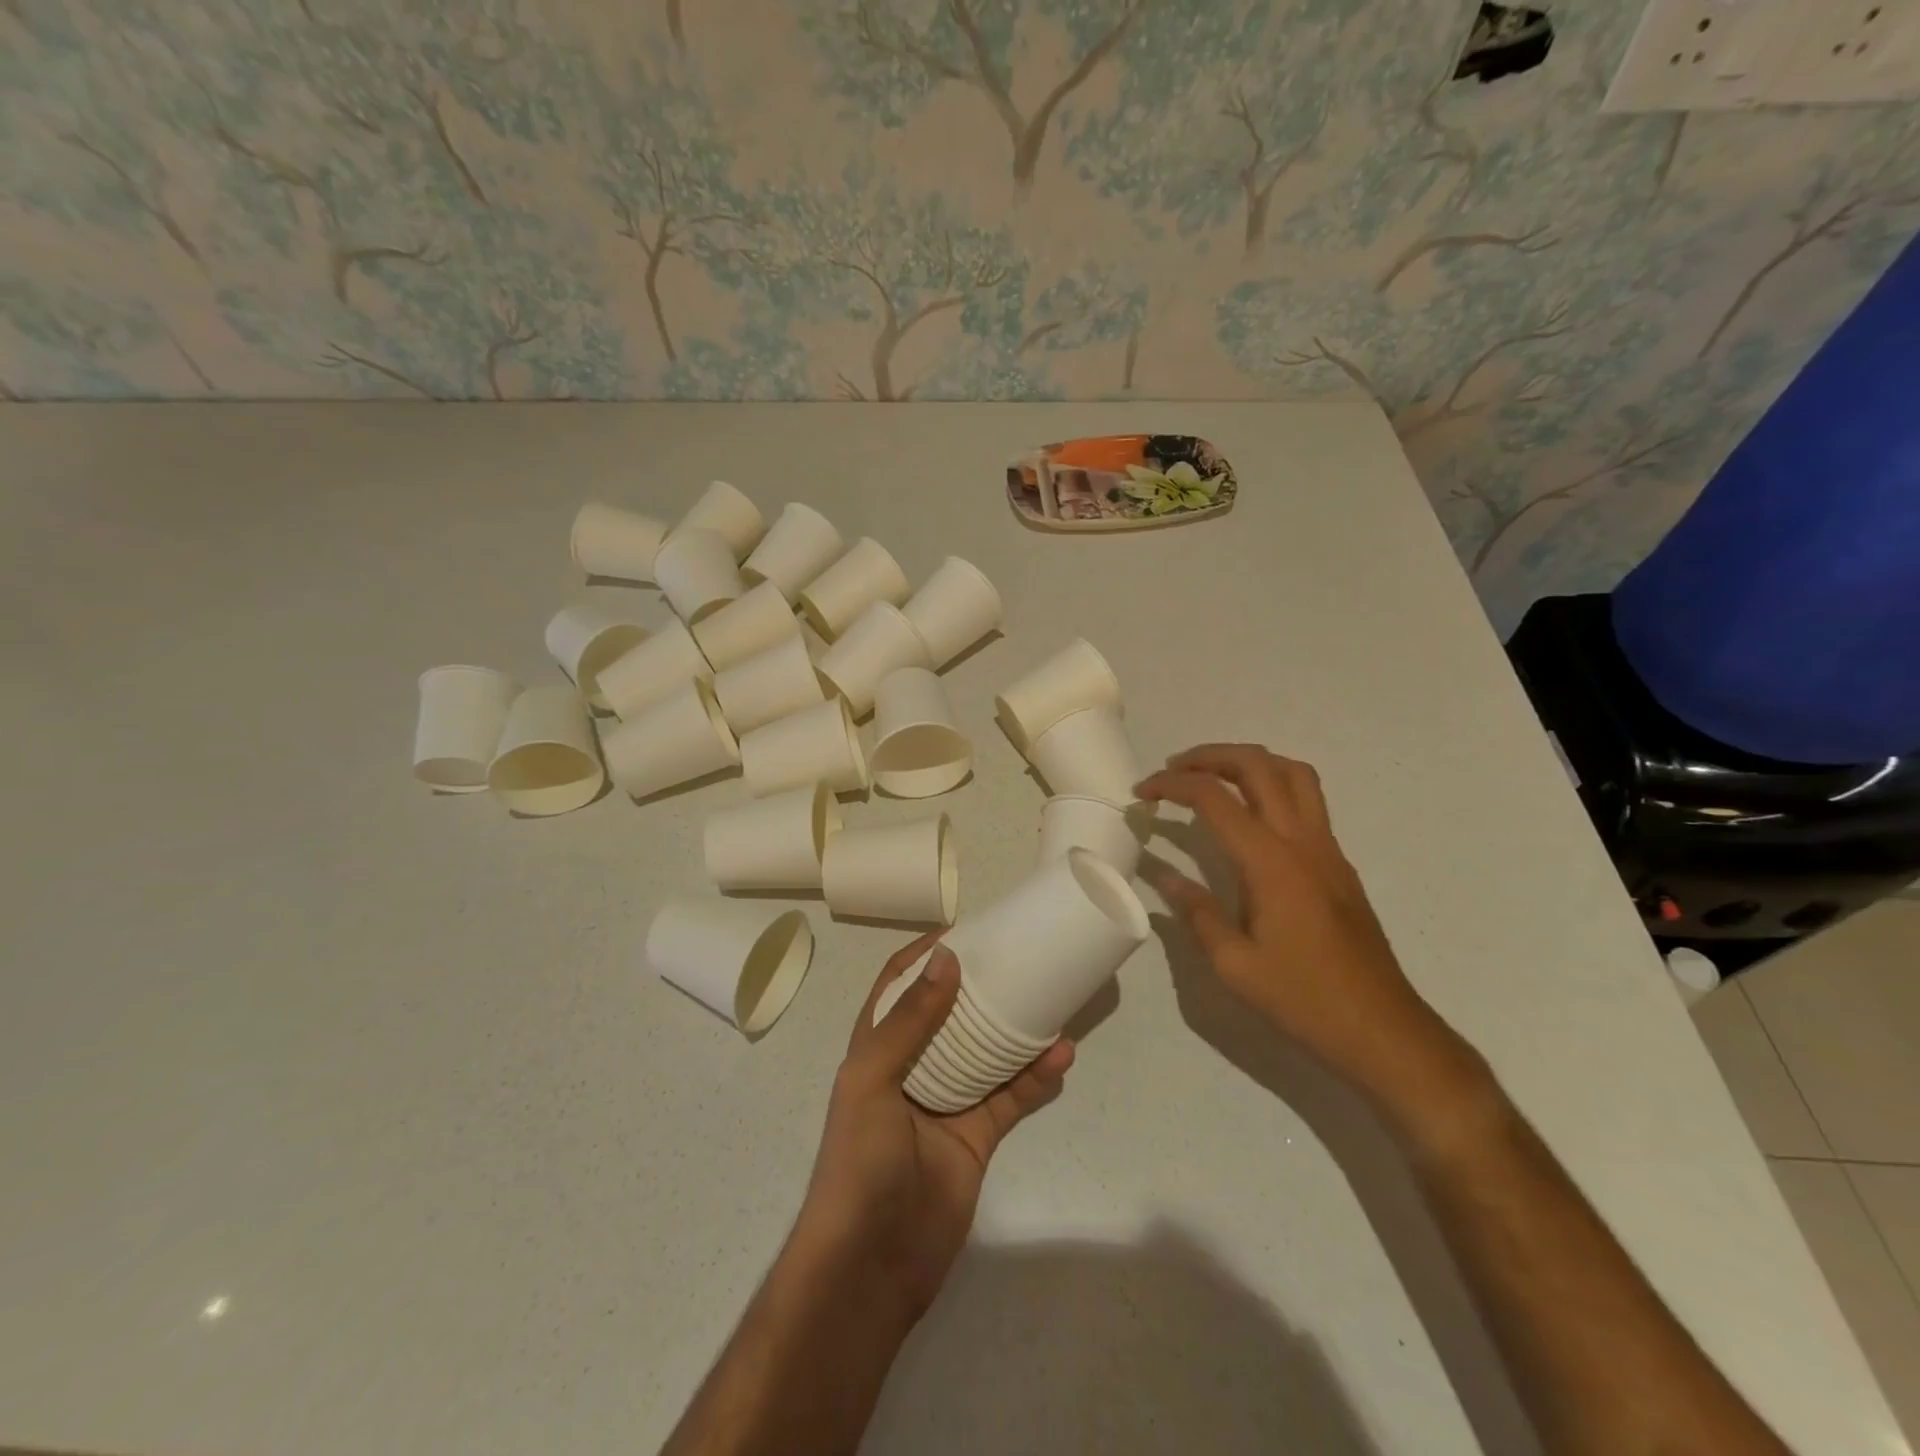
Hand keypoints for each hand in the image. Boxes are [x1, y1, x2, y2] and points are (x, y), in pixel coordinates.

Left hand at [796, 934, 1074, 1320]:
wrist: (872, 1265)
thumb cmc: (859, 1160)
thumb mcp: (872, 1079)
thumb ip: (910, 1021)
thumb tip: (948, 956)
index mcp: (876, 1049)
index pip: (898, 987)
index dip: (924, 956)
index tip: (964, 929)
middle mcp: (912, 1068)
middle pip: (949, 1014)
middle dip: (978, 985)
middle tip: (1017, 955)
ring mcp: (947, 1102)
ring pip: (987, 1052)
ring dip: (1015, 1028)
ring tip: (1050, 997)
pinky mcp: (978, 1137)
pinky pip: (1011, 1097)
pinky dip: (1036, 1077)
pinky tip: (1061, 1056)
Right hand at [1137, 744, 1449, 1098]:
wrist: (1382, 1029)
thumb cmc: (1303, 999)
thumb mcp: (1233, 964)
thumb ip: (1196, 912)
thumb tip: (1165, 878)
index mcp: (1270, 862)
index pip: (1214, 798)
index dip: (1172, 784)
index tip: (1141, 793)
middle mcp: (1302, 841)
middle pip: (1258, 766)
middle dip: (1210, 756)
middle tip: (1173, 770)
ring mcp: (1327, 849)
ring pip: (1293, 773)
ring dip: (1248, 762)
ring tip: (1213, 778)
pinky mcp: (1339, 864)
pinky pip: (1308, 800)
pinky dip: (1272, 786)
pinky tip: (1248, 818)